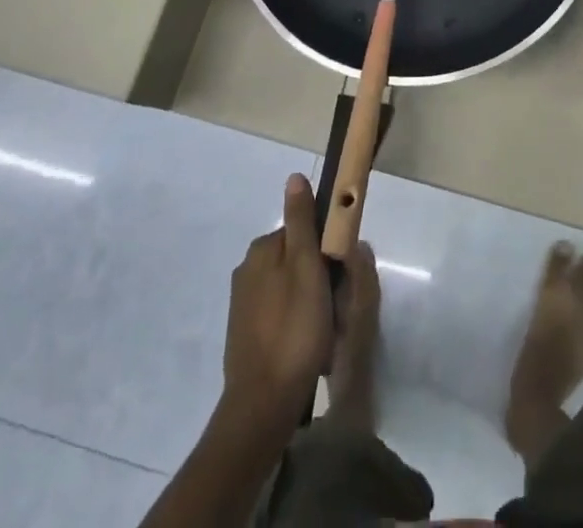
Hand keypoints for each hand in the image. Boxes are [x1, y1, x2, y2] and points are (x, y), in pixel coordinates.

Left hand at [221, 174, 332, 422]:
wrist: (263, 405)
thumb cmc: (294, 329)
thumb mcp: (307, 268)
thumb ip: (302, 221)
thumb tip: (294, 177)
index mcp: (262, 249)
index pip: (303, 232)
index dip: (326, 251)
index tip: (339, 275)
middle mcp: (248, 270)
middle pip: (297, 261)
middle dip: (319, 280)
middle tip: (334, 308)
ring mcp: (244, 304)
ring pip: (291, 289)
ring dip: (310, 304)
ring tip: (324, 333)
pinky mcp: (246, 333)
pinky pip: (280, 315)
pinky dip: (296, 325)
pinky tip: (308, 348)